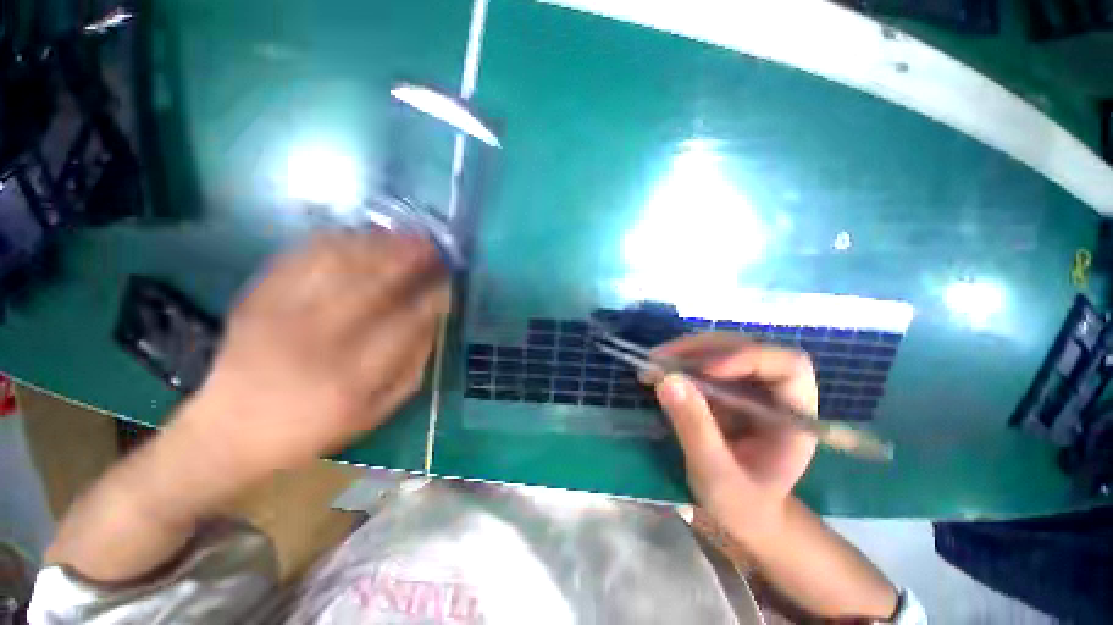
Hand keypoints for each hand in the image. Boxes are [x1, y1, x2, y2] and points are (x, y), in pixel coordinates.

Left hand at [172, 232, 449, 482]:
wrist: (227, 430)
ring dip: (380, 244)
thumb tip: (432, 323)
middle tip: (434, 247)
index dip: (432, 297)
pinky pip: (303, 256)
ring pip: (340, 262)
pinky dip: (339, 241)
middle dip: (411, 259)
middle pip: (374, 283)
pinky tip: (362, 238)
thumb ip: (411, 366)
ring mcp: (283, 313)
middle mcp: (318, 339)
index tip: (447, 283)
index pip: (407, 323)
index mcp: (352, 376)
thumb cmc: (312, 427)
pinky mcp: (259, 297)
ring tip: (405, 237)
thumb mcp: (375, 411)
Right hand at [652, 333, 817, 540]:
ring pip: (722, 350)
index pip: (788, 366)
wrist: (742, 514)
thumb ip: (696, 429)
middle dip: (703, 349)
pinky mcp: (725, 389)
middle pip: (747, 348)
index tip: (705, 371)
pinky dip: (678, 362)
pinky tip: (656, 371)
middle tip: (663, 358)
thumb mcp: (717, 476)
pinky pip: (703, 363)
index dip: (749, 358)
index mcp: (795, 416)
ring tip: (653, 362)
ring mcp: (748, 387)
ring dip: (686, 352)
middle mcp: (774, 393)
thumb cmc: (743, 506)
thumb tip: (667, 379)